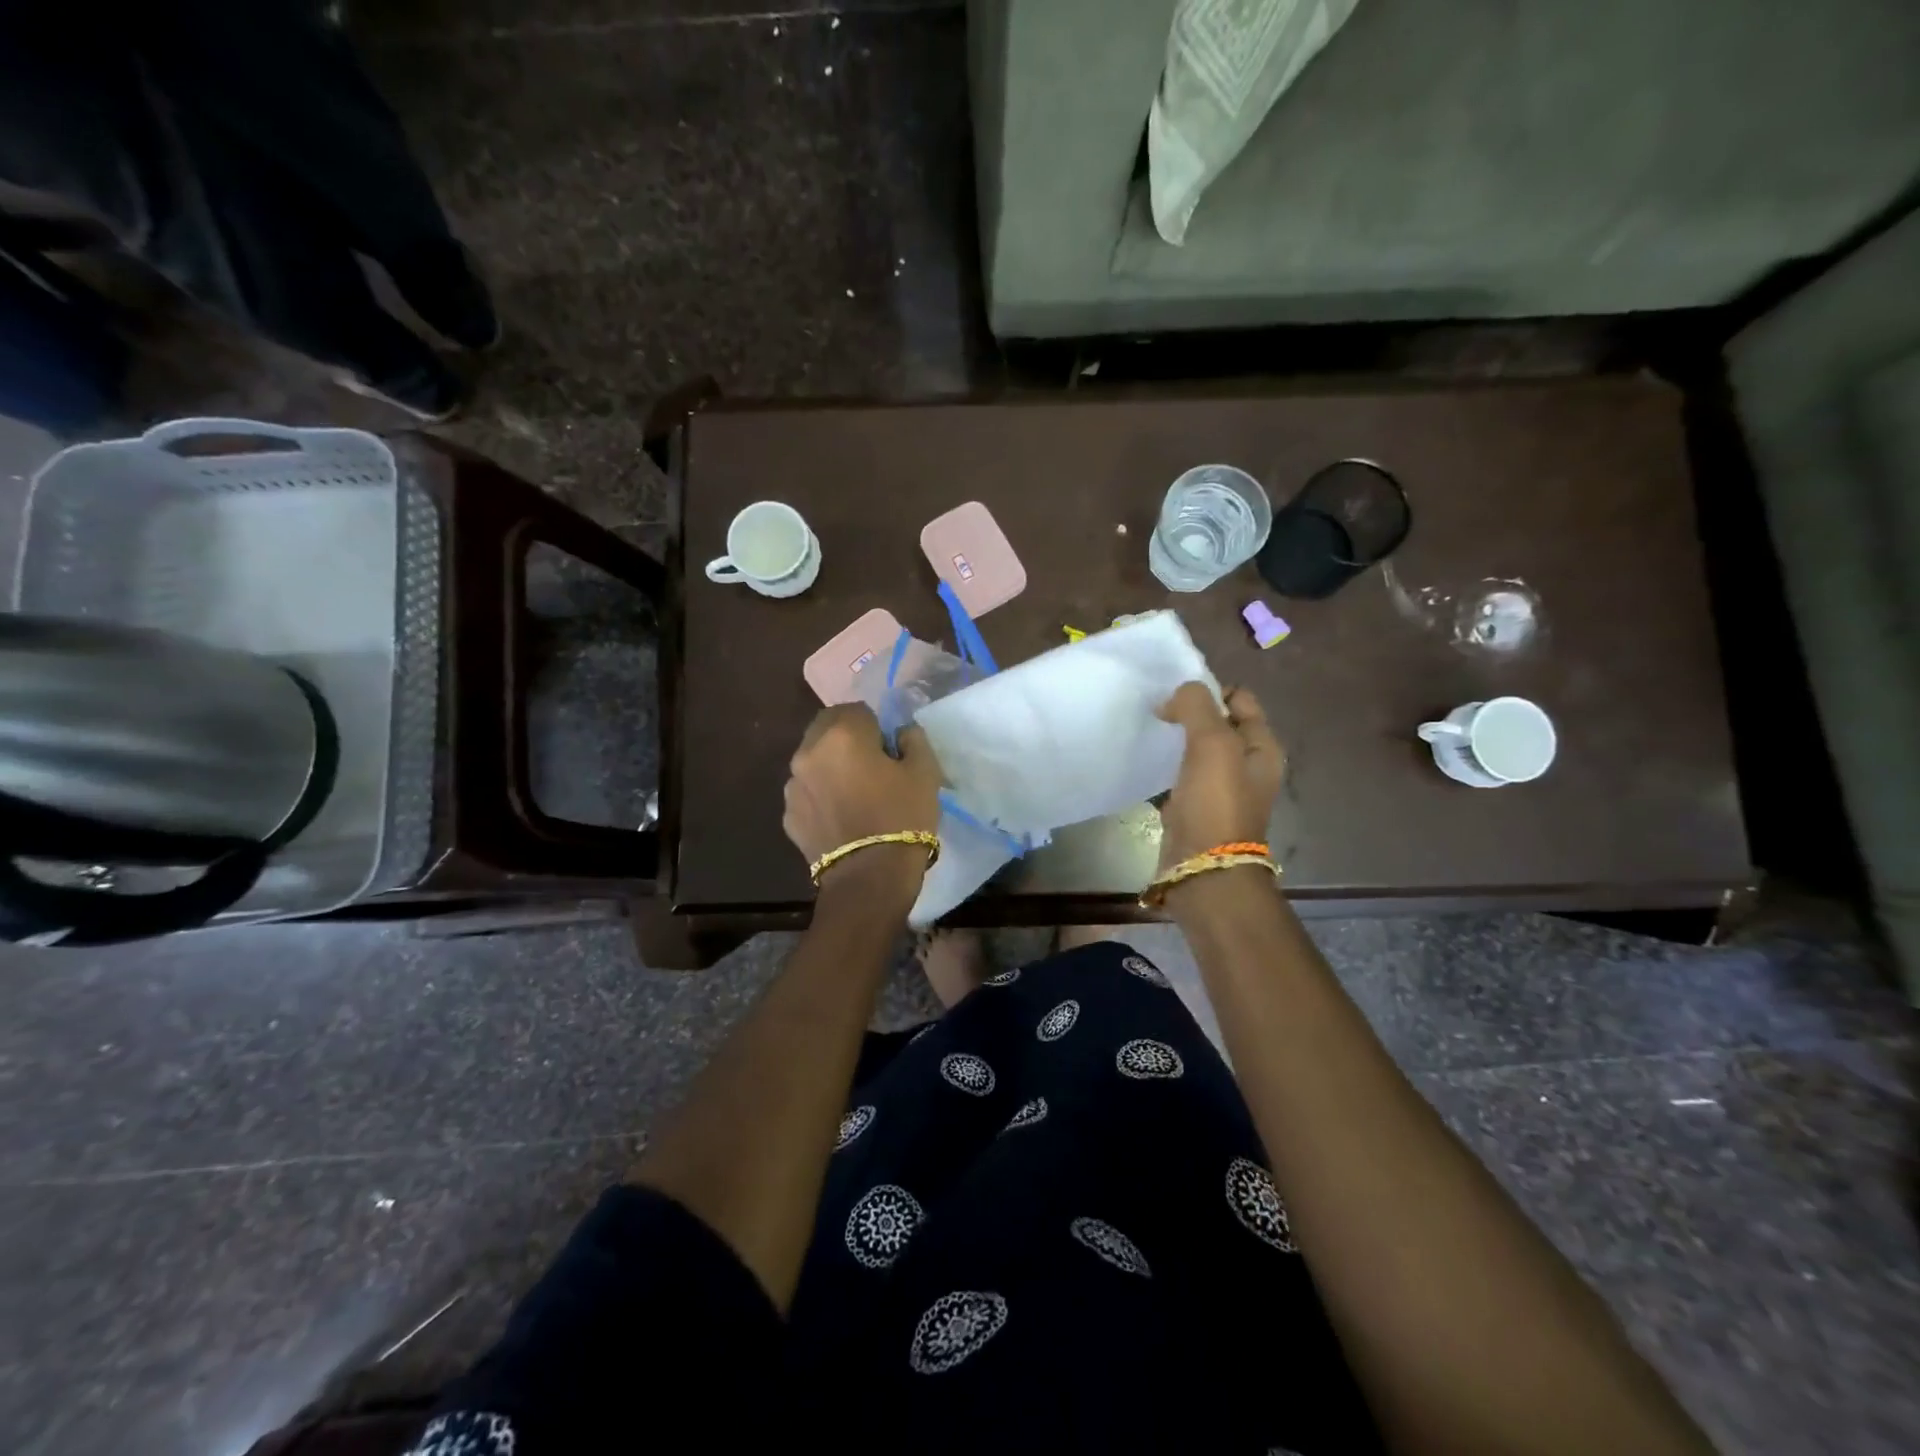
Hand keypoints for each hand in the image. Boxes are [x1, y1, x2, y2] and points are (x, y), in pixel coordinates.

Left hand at [783, 703, 942, 901]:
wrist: (869, 878)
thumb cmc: (902, 818)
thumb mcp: (925, 772)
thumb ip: (912, 739)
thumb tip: (900, 733)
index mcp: (842, 735)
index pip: (857, 709)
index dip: (876, 726)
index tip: (889, 749)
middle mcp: (808, 752)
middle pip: (827, 728)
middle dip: (847, 738)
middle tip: (871, 765)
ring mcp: (793, 785)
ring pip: (813, 760)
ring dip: (830, 766)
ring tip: (854, 794)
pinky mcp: (788, 815)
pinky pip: (807, 792)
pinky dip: (821, 795)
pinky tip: (841, 816)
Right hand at [1154, 682, 1285, 876]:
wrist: (1203, 868)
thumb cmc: (1216, 803)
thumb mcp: (1213, 743)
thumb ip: (1196, 706)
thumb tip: (1177, 695)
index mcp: (1262, 747)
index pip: (1240, 699)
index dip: (1211, 690)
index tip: (1178, 696)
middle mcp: (1246, 766)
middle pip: (1217, 724)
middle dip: (1189, 713)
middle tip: (1159, 712)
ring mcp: (1220, 789)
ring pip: (1196, 750)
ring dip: (1175, 740)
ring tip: (1150, 733)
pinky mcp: (1194, 808)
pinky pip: (1178, 776)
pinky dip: (1164, 767)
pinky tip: (1146, 764)